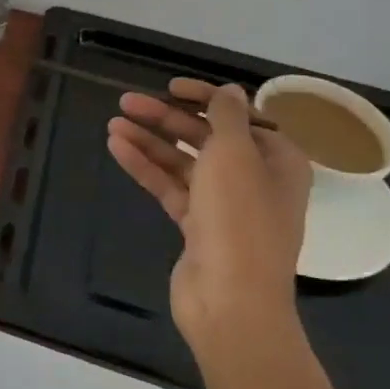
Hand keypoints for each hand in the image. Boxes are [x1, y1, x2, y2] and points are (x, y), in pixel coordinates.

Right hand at [107, 79, 311, 357]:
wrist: (231, 300)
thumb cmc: (239, 218)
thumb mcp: (234, 154)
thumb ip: (226, 116)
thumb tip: (229, 89)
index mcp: (276, 160)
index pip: (240, 116)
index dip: (205, 97)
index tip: (171, 87)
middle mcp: (254, 179)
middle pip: (206, 137)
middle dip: (167, 118)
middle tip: (127, 102)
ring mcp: (224, 205)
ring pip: (183, 162)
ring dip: (150, 141)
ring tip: (113, 123)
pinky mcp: (197, 227)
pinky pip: (170, 187)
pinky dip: (146, 167)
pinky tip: (117, 148)